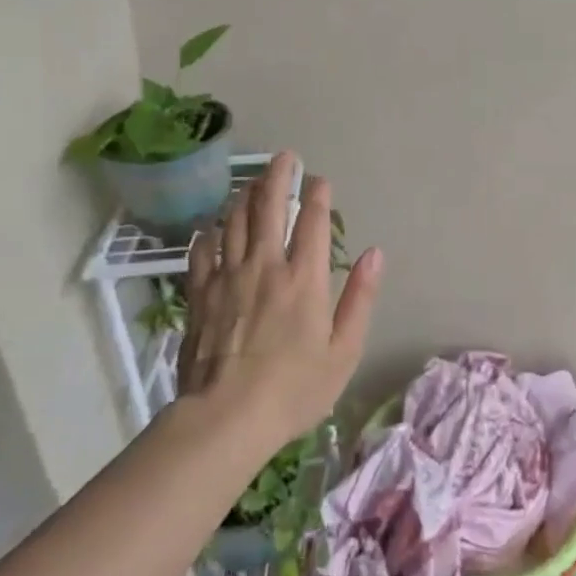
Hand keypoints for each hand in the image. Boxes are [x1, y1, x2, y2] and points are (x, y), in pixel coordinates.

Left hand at [178, 152, 382, 445]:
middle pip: (269, 207)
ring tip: (252, 182)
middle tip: (284, 157)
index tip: (319, 178)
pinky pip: (203, 252)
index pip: (312, 221)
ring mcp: (228, 277)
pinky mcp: (200, 295)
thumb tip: (375, 254)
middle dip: (278, 176)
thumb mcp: (344, 351)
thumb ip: (360, 298)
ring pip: (234, 222)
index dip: (317, 194)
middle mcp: (265, 266)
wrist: (226, 418)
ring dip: (245, 197)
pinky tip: (212, 227)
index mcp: (304, 278)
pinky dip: (209, 233)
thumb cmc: (294, 389)